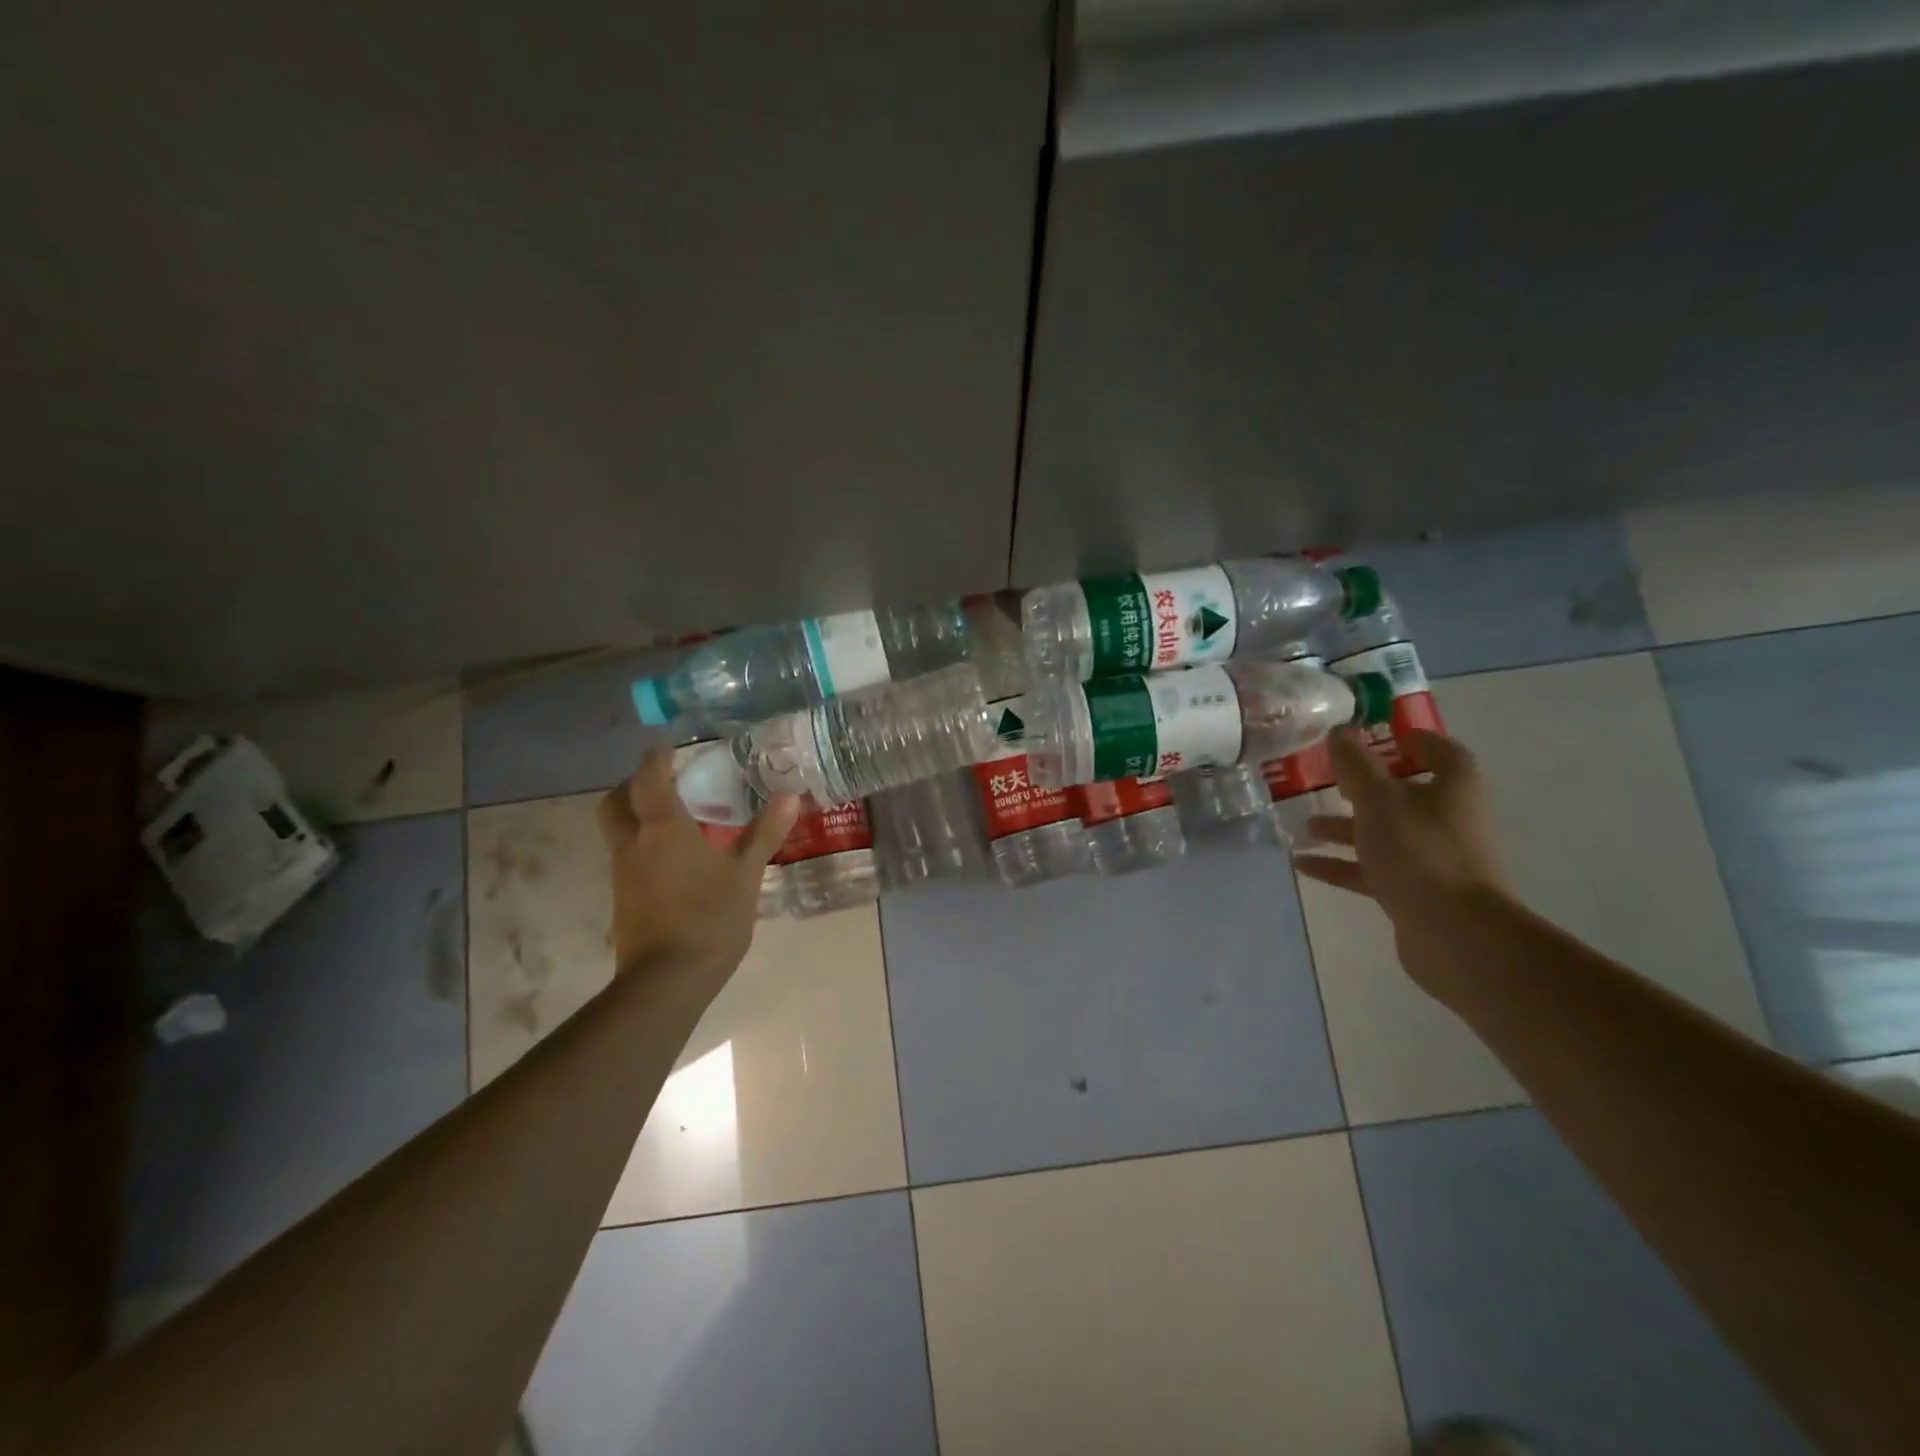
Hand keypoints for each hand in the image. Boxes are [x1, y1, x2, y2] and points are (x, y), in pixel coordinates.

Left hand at [597, 749, 798, 983]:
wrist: (667, 980)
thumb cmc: (710, 919)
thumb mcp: (746, 874)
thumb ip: (765, 832)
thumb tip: (790, 795)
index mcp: (663, 828)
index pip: (650, 777)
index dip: (658, 758)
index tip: (671, 748)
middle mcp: (633, 843)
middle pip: (616, 801)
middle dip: (634, 785)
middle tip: (665, 782)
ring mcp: (622, 872)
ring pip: (617, 829)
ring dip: (635, 815)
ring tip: (673, 818)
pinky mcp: (622, 898)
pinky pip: (625, 856)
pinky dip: (641, 844)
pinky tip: (672, 859)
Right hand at [1293, 727, 1511, 989]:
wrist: (1457, 935)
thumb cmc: (1421, 852)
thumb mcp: (1378, 800)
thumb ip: (1355, 765)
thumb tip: (1340, 731)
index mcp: (1453, 787)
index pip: (1439, 750)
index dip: (1411, 739)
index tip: (1377, 734)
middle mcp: (1448, 818)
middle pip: (1404, 793)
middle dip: (1364, 787)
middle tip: (1327, 778)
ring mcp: (1433, 858)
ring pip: (1384, 834)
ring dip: (1345, 828)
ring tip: (1304, 824)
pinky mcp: (1417, 892)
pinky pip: (1373, 870)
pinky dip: (1340, 865)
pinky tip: (1303, 864)